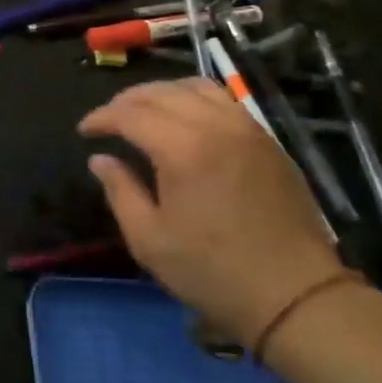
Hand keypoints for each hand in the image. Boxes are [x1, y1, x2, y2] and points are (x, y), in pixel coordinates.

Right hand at [79, 79, 343, 345]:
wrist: (296, 295)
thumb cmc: (213, 272)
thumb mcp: (149, 240)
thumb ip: (120, 191)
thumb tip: (100, 159)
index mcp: (182, 149)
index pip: (130, 114)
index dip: (101, 118)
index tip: (85, 131)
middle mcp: (215, 125)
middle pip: (160, 92)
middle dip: (126, 101)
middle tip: (108, 120)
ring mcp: (246, 128)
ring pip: (195, 86)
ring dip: (161, 92)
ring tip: (143, 111)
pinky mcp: (267, 140)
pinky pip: (223, 100)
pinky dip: (194, 97)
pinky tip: (184, 117)